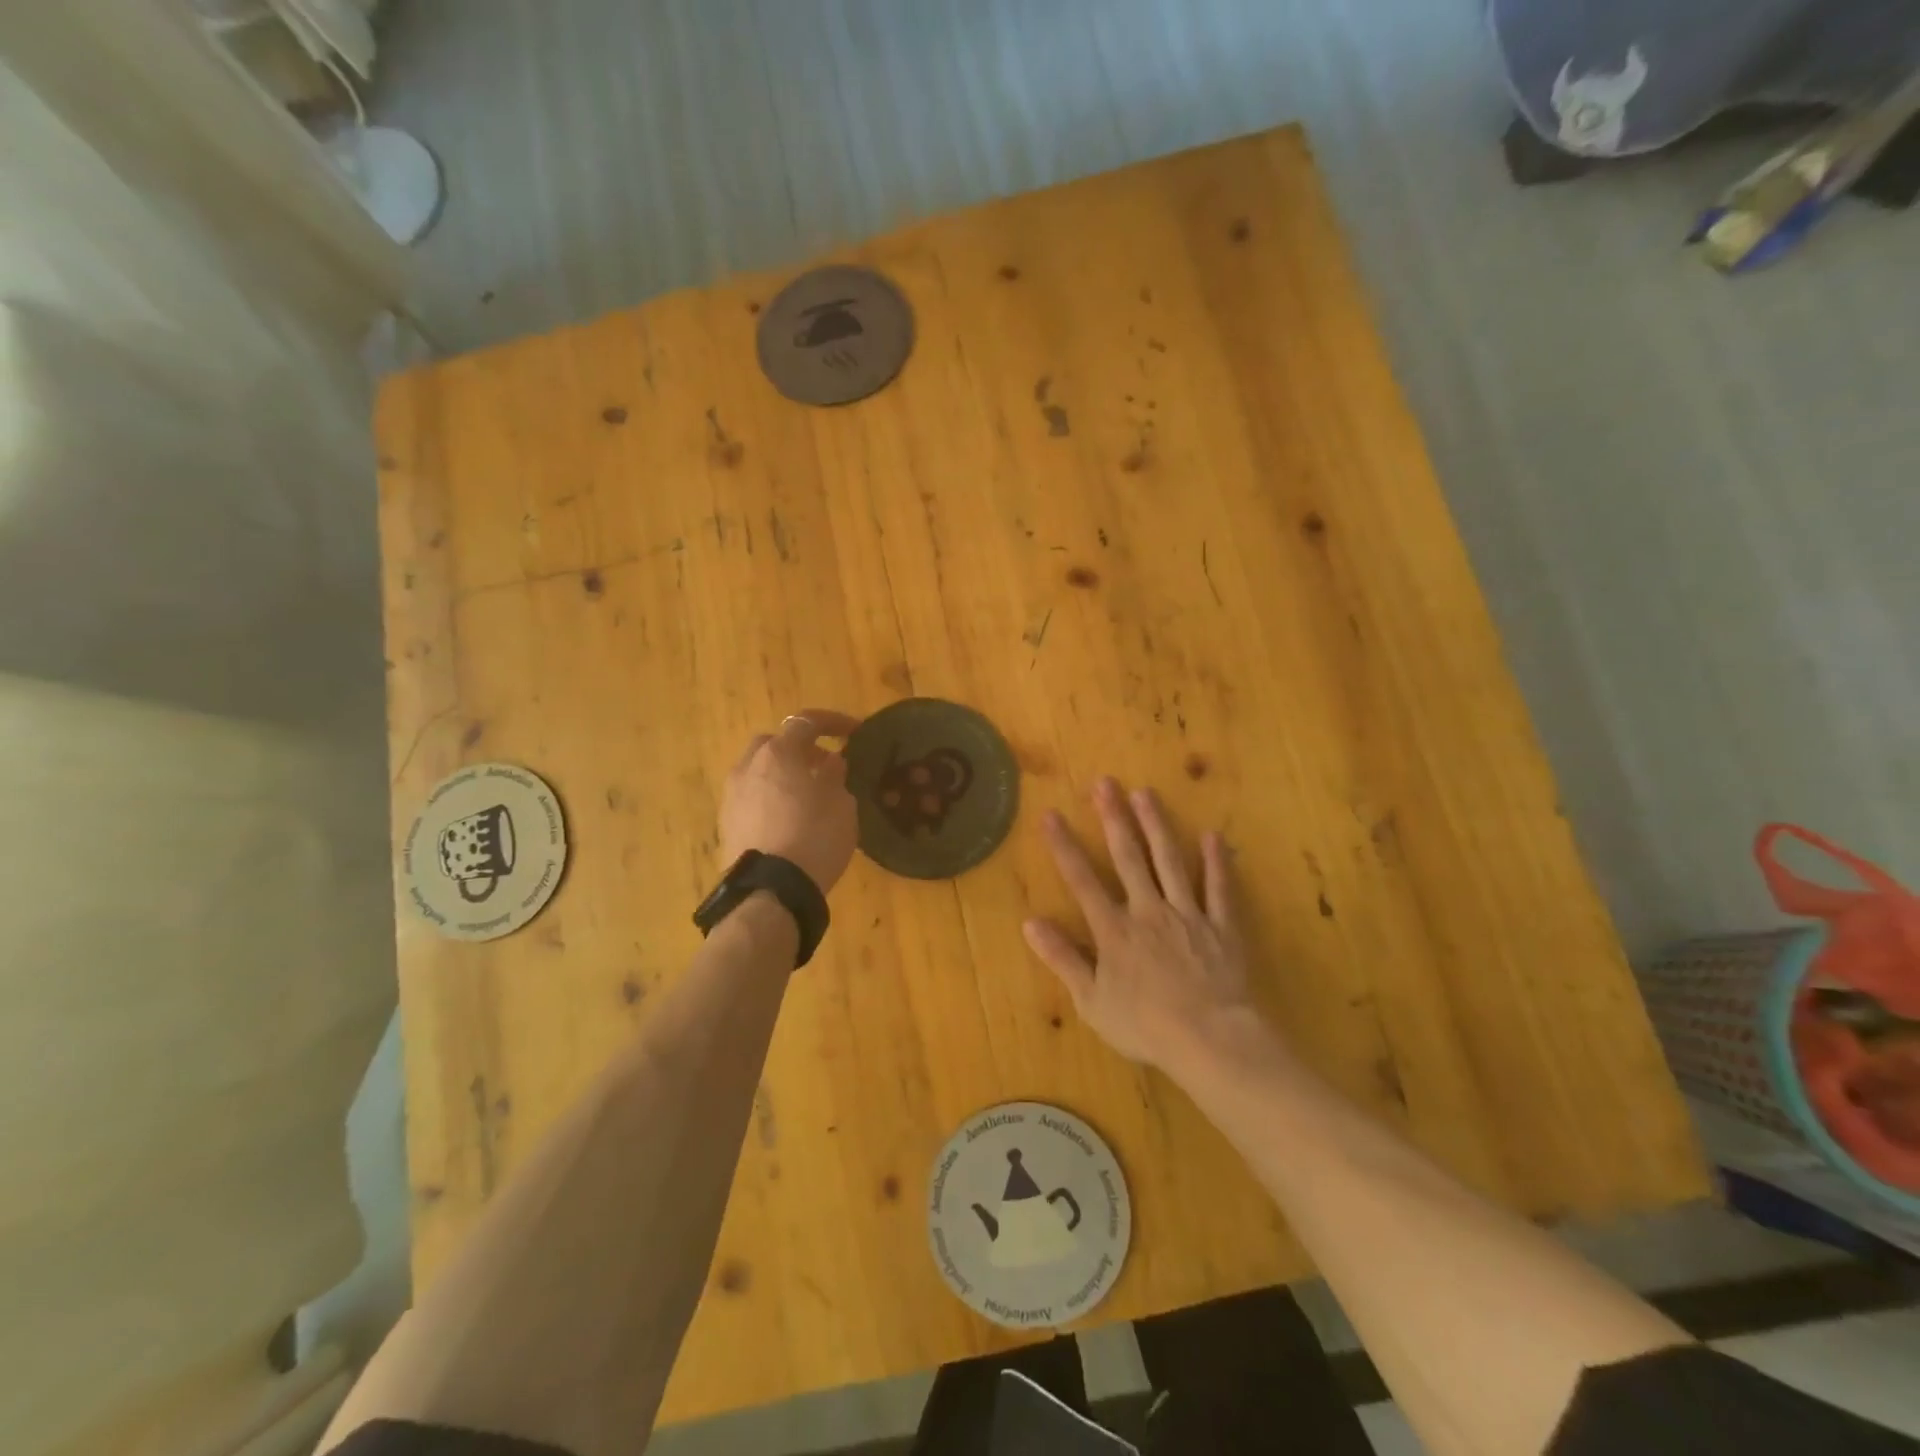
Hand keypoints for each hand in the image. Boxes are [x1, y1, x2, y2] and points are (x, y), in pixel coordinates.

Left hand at [720, 710, 860, 892]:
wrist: (771, 892)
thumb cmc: (815, 837)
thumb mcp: (841, 804)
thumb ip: (835, 775)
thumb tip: (830, 762)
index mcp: (779, 753)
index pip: (807, 722)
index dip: (834, 722)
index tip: (855, 732)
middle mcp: (748, 767)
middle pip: (774, 743)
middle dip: (799, 748)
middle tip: (824, 764)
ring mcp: (732, 796)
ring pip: (759, 771)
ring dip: (782, 774)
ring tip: (808, 795)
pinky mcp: (726, 825)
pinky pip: (752, 798)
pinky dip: (771, 798)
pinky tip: (789, 819)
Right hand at [1023, 777, 1255, 1071]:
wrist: (1210, 1040)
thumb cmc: (1145, 1025)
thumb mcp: (1091, 1001)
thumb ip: (1063, 959)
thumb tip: (1030, 923)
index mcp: (1114, 930)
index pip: (1082, 880)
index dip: (1064, 846)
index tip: (1050, 814)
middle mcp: (1148, 911)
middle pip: (1128, 857)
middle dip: (1114, 818)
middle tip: (1106, 783)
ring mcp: (1187, 914)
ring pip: (1170, 861)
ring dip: (1156, 825)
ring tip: (1146, 793)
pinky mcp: (1221, 926)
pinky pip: (1219, 889)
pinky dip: (1217, 863)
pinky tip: (1213, 836)